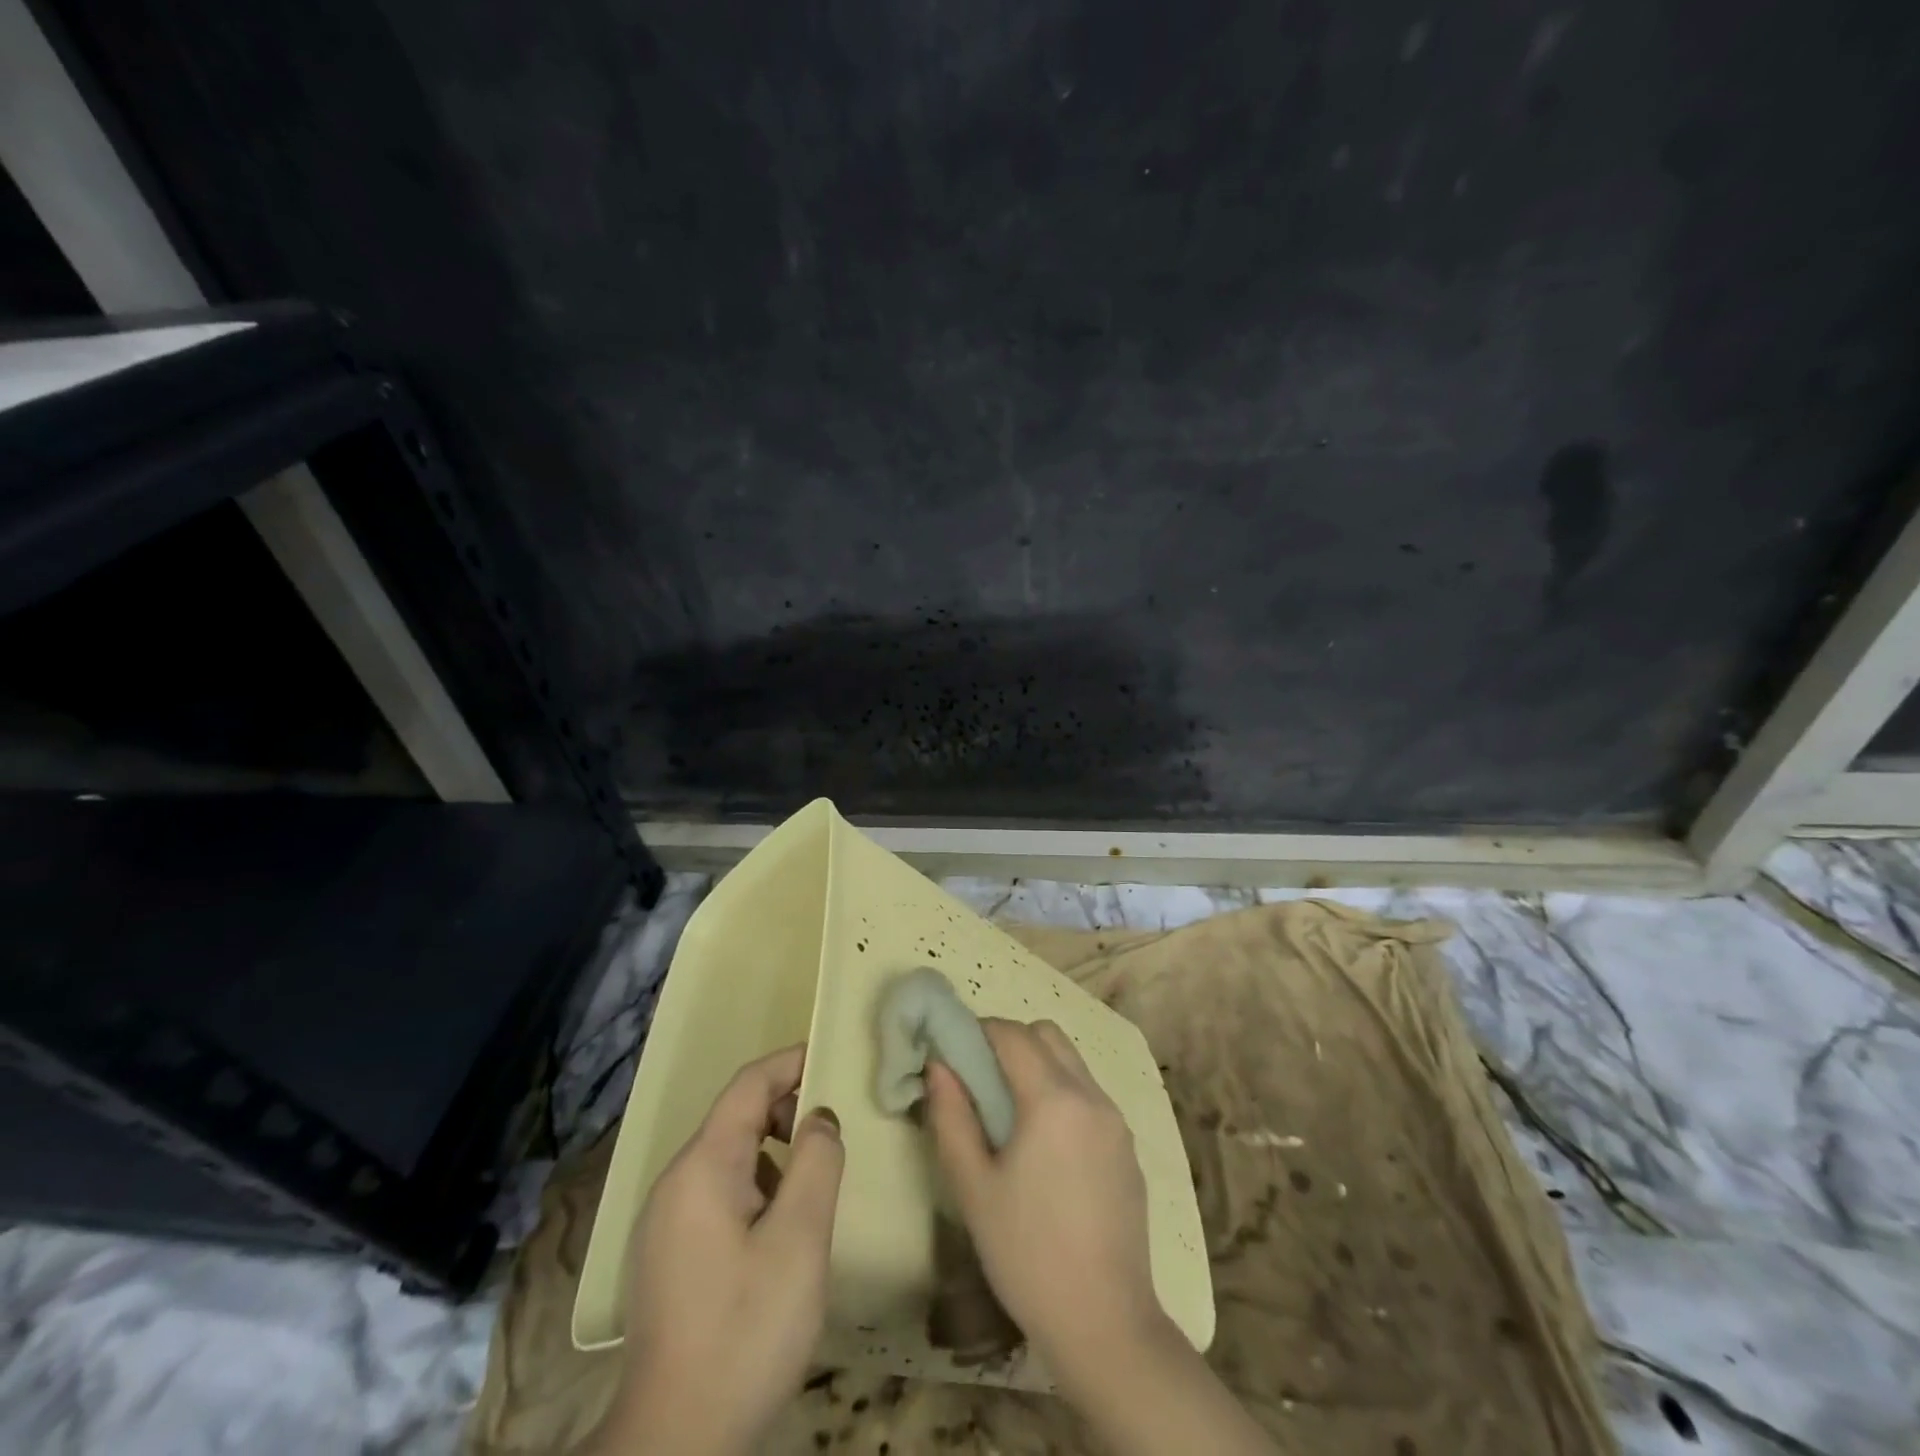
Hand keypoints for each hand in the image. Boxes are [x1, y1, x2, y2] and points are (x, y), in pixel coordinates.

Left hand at [597, 1046, 843, 1455]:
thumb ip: (816, 1162)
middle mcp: (676, 1181)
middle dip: (788, 1108)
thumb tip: (820, 1117)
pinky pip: (718, 1192)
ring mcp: (666, 1220)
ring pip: (729, 1157)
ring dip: (775, 1150)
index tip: (834, 1056)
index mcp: (702, 1166)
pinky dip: (757, 1184)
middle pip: (736, 1117)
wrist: (674, 1445)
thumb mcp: (799, 1240)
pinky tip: (783, 1225)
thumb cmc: (745, 1331)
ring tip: (816, 1177)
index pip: (748, 1085)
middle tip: (836, 1128)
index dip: (792, 1062)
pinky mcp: (668, 1254)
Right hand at [925, 1020, 1165, 1382]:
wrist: (1106, 1325)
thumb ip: (951, 1116)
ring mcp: (1116, 1121)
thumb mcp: (973, 1188)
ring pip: (1072, 1062)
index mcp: (1053, 1099)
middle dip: (1011, 1041)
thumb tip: (939, 1066)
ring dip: (1038, 1066)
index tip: (954, 1053)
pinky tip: (1046, 1149)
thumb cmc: (1027, 1254)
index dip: (979, 1031)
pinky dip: (1062, 1094)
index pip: (1012, 1033)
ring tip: (1011, 1117)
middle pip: (1048, 1035)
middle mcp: (1091, 1096)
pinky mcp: (1128, 1148)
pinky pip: (1090, 1096)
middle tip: (981, 1081)